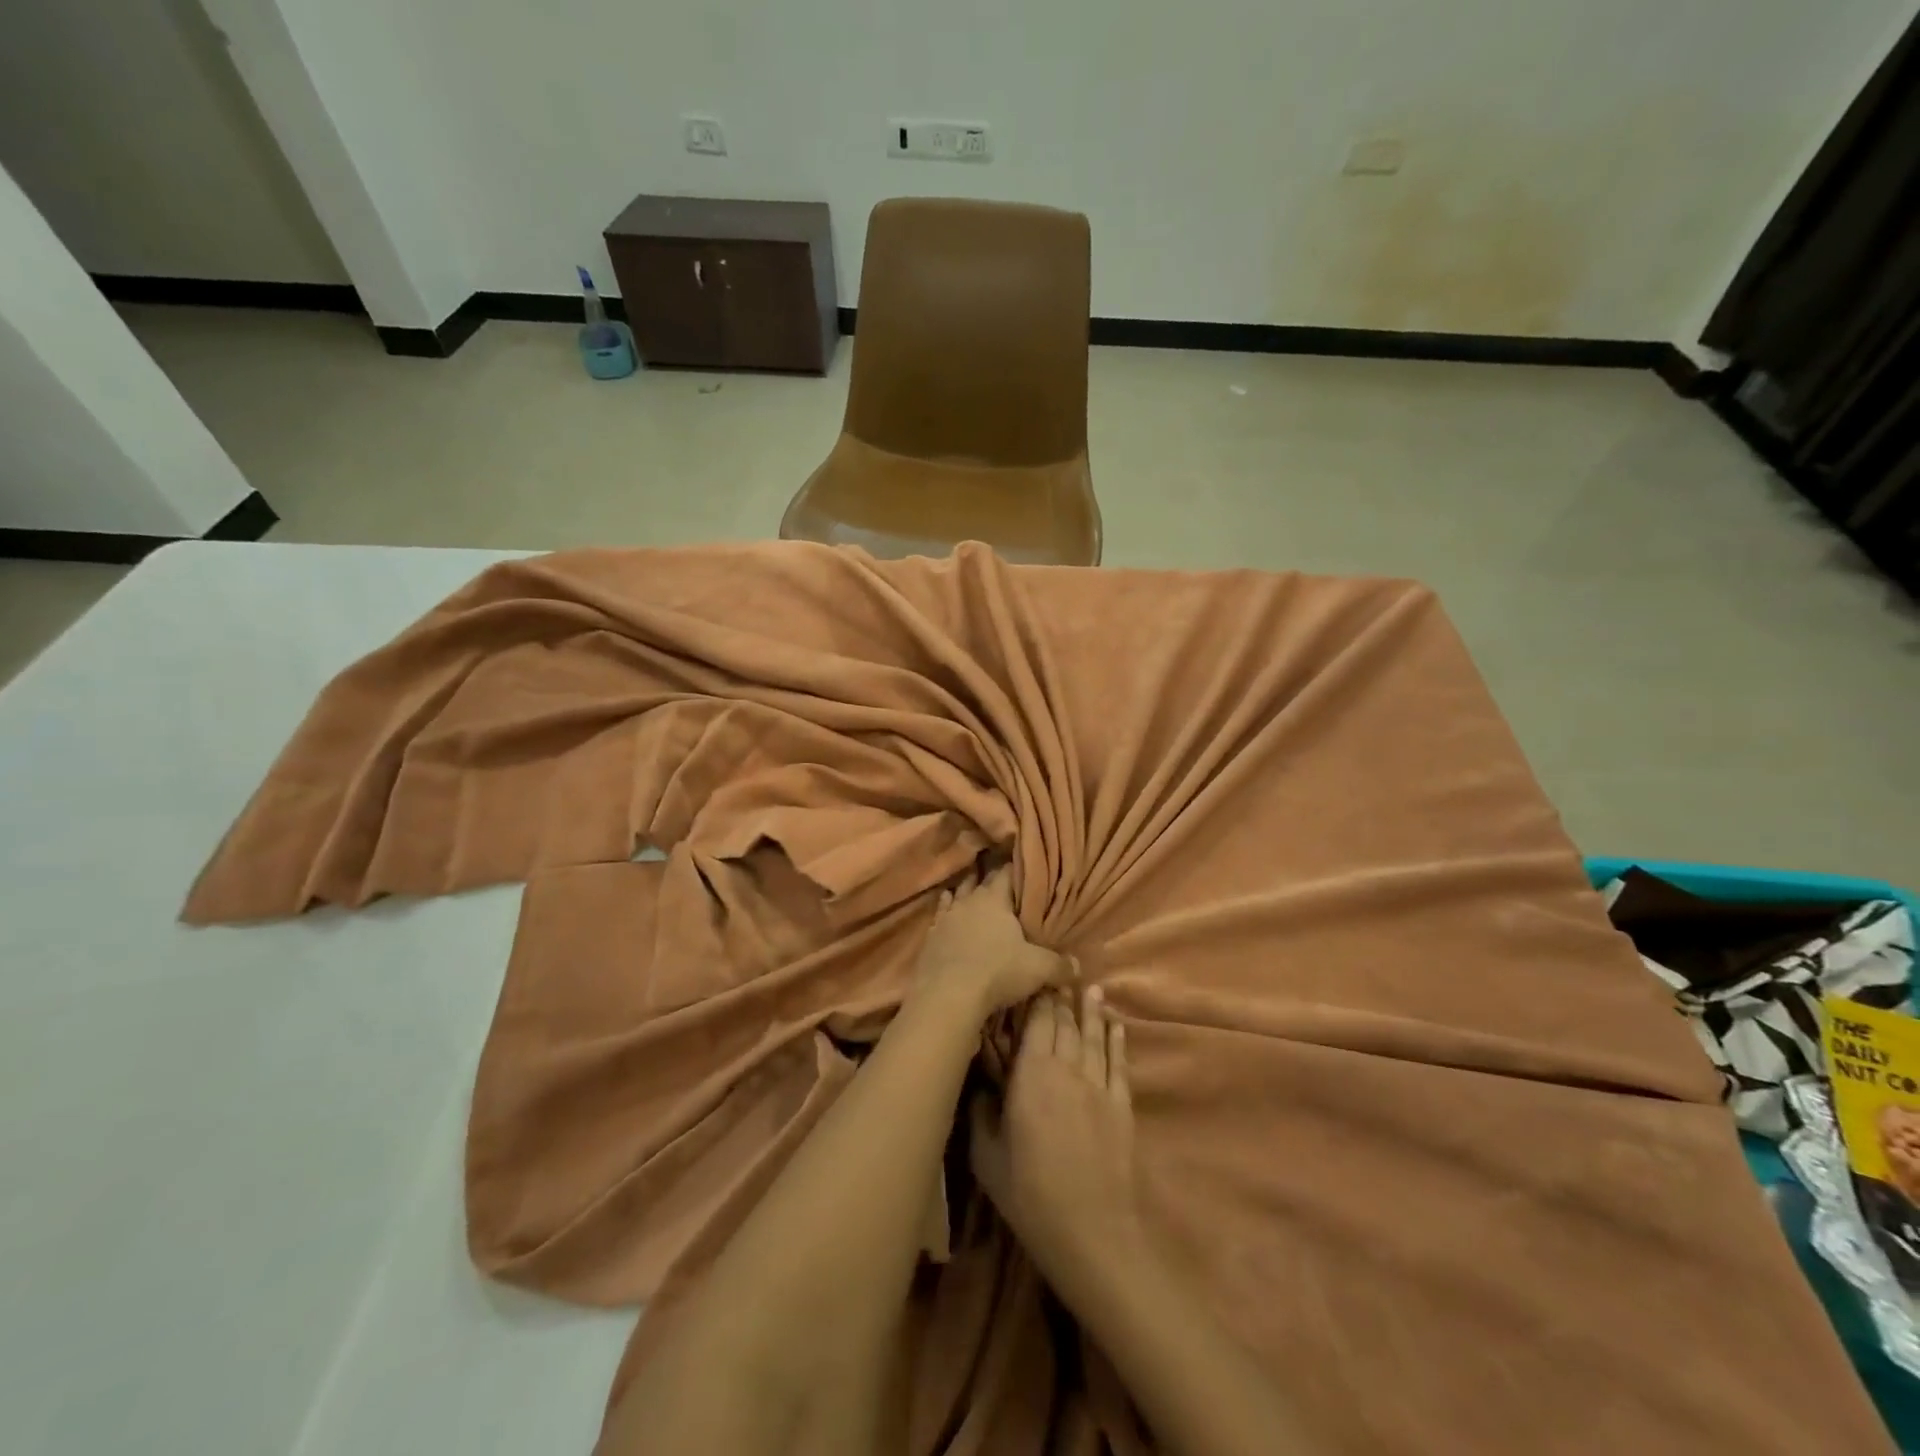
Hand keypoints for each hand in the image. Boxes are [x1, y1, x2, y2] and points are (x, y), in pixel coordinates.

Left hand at [912, 865, 1071, 1019]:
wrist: (947, 996)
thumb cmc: (997, 972)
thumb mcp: (1038, 969)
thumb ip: (1060, 965)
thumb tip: (1078, 966)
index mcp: (994, 899)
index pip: (1006, 873)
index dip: (1016, 871)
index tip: (1024, 870)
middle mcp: (967, 901)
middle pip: (979, 882)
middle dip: (990, 882)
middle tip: (1003, 886)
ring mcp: (945, 918)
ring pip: (956, 897)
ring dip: (964, 895)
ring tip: (973, 894)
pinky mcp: (929, 938)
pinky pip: (939, 919)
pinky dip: (945, 916)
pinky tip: (947, 919)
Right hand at [971, 985, 1143, 1303]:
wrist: (1094, 1232)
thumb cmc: (1032, 1196)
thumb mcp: (988, 1158)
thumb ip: (981, 1114)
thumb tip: (978, 1085)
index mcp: (1032, 1075)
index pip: (1036, 1023)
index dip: (1036, 998)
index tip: (1033, 978)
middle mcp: (1067, 1068)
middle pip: (1064, 1023)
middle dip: (1061, 998)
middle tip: (1059, 976)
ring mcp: (1098, 1084)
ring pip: (1093, 1035)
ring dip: (1091, 1010)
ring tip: (1090, 987)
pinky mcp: (1122, 1104)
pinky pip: (1118, 1061)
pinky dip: (1117, 1039)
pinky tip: (1115, 1025)